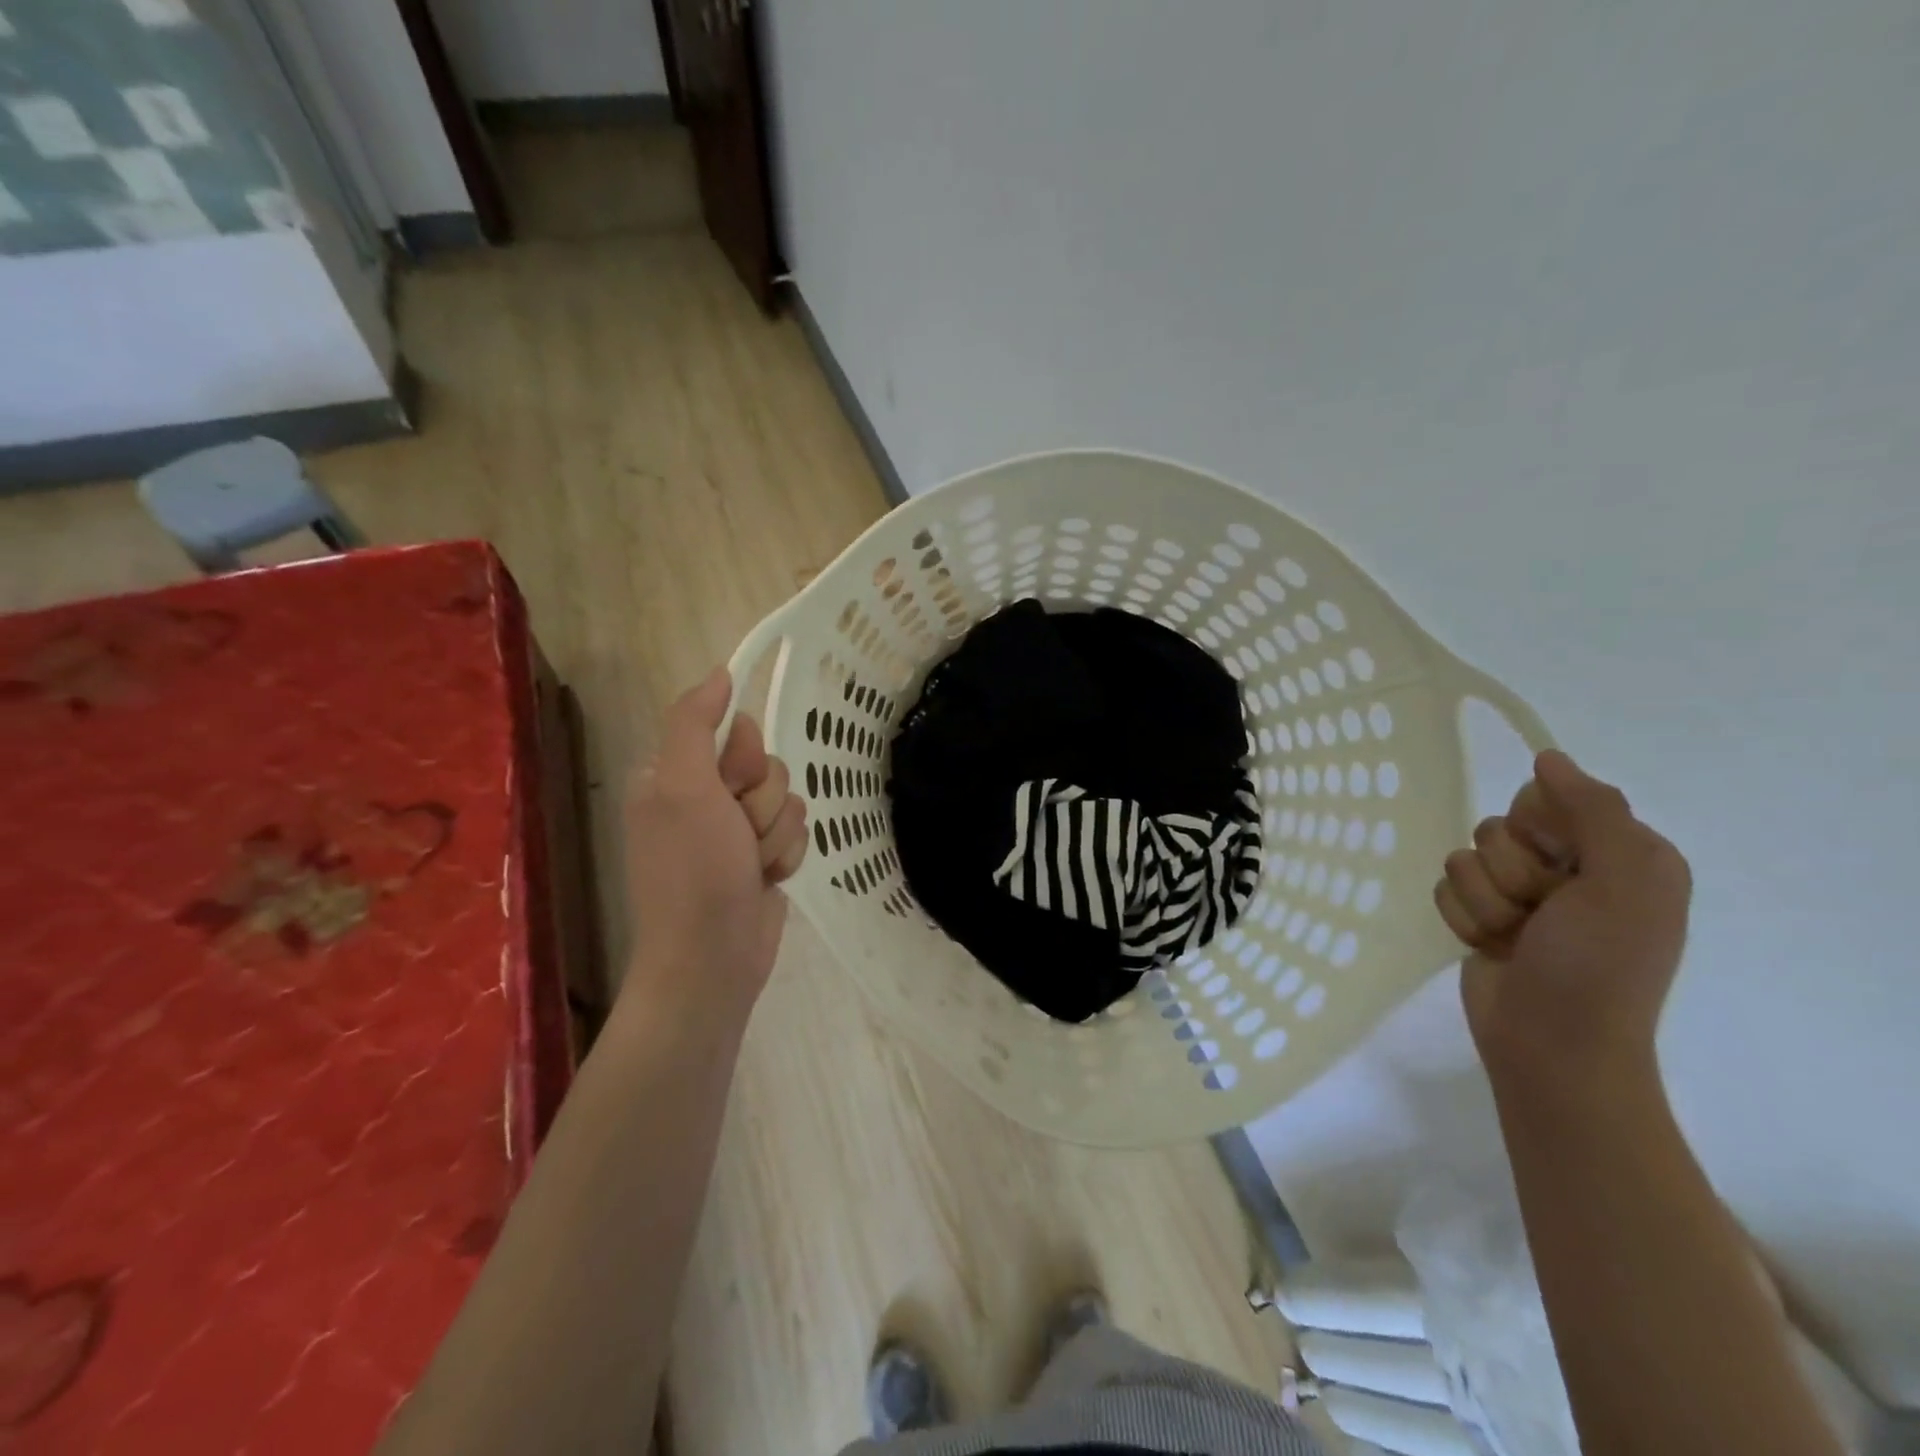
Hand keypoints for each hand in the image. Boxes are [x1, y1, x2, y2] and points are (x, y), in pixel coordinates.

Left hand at [623, 668, 807, 1023]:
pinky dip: (786, 856)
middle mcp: (705, 796)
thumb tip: (720, 672)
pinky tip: (767, 880)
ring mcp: (735, 830)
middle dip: (763, 804)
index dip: (745, 762)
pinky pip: (797, 832)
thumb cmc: (694, 871)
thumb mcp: (683, 787)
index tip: (729, 793)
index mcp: (675, 773)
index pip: (737, 732)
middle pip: (768, 766)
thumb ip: (695, 723)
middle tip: (738, 838)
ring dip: (776, 835)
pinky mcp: (762, 857)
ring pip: (789, 799)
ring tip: (751, 867)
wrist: (714, 956)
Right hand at [1435, 751, 1691, 1085]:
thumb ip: (1593, 811)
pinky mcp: (1482, 916)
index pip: (1548, 797)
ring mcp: (1523, 895)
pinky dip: (1464, 919)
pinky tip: (1491, 947)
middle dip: (1510, 873)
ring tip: (1514, 938)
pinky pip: (1445, 888)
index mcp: (1620, 853)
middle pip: (1498, 828)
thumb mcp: (1622, 883)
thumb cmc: (1597, 967)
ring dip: (1485, 901)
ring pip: (1464, 858)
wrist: (1552, 1044)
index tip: (1562, 863)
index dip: (1541, 827)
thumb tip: (1547, 758)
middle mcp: (1571, 868)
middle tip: (1542, 912)